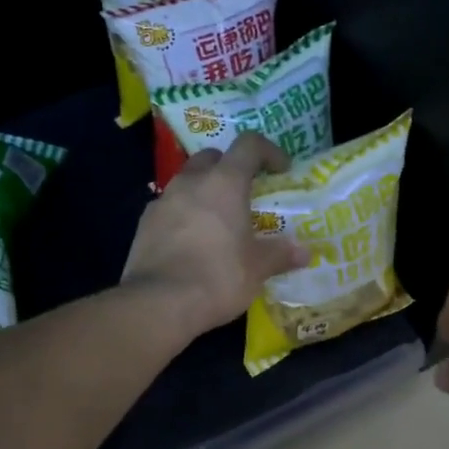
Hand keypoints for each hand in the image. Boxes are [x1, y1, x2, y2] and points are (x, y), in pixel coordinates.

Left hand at [122, 134, 306, 337]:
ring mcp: (163, 201)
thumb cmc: (218, 277)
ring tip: (219, 221)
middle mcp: (191, 182)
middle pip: (213, 158)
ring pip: (187, 182)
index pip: (249, 145)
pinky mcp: (144, 224)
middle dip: (231, 168)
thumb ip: (280, 255)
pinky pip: (170, 208)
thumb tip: (304, 253)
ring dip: (205, 192)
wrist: (159, 303)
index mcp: (224, 183)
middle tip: (245, 194)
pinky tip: (192, 242)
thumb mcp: (257, 269)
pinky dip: (184, 215)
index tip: (281, 170)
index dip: (269, 151)